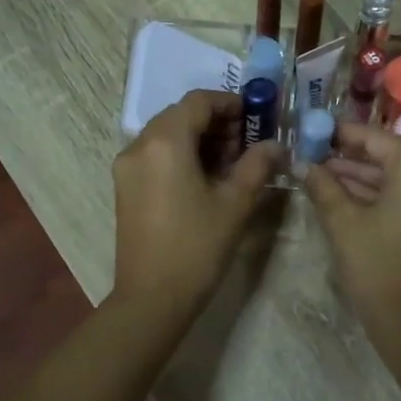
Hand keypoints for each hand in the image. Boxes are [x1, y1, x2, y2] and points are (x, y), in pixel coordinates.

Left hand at [111, 90, 278, 320]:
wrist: (152, 298)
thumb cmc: (197, 247)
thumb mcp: (235, 203)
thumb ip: (257, 165)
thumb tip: (275, 146)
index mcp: (165, 142)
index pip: (198, 102)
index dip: (230, 103)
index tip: (256, 117)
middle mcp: (139, 146)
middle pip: (180, 116)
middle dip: (216, 123)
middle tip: (248, 143)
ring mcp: (127, 167)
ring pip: (167, 136)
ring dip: (199, 139)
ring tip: (232, 163)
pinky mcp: (125, 188)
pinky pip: (155, 156)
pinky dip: (182, 156)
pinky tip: (206, 179)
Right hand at [304, 123, 400, 363]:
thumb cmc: (376, 265)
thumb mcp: (343, 222)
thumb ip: (323, 186)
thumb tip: (302, 164)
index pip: (377, 138)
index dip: (344, 134)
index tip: (316, 130)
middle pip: (389, 155)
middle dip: (351, 155)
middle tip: (315, 152)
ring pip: (396, 176)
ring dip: (361, 175)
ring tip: (321, 172)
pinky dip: (377, 192)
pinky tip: (343, 192)